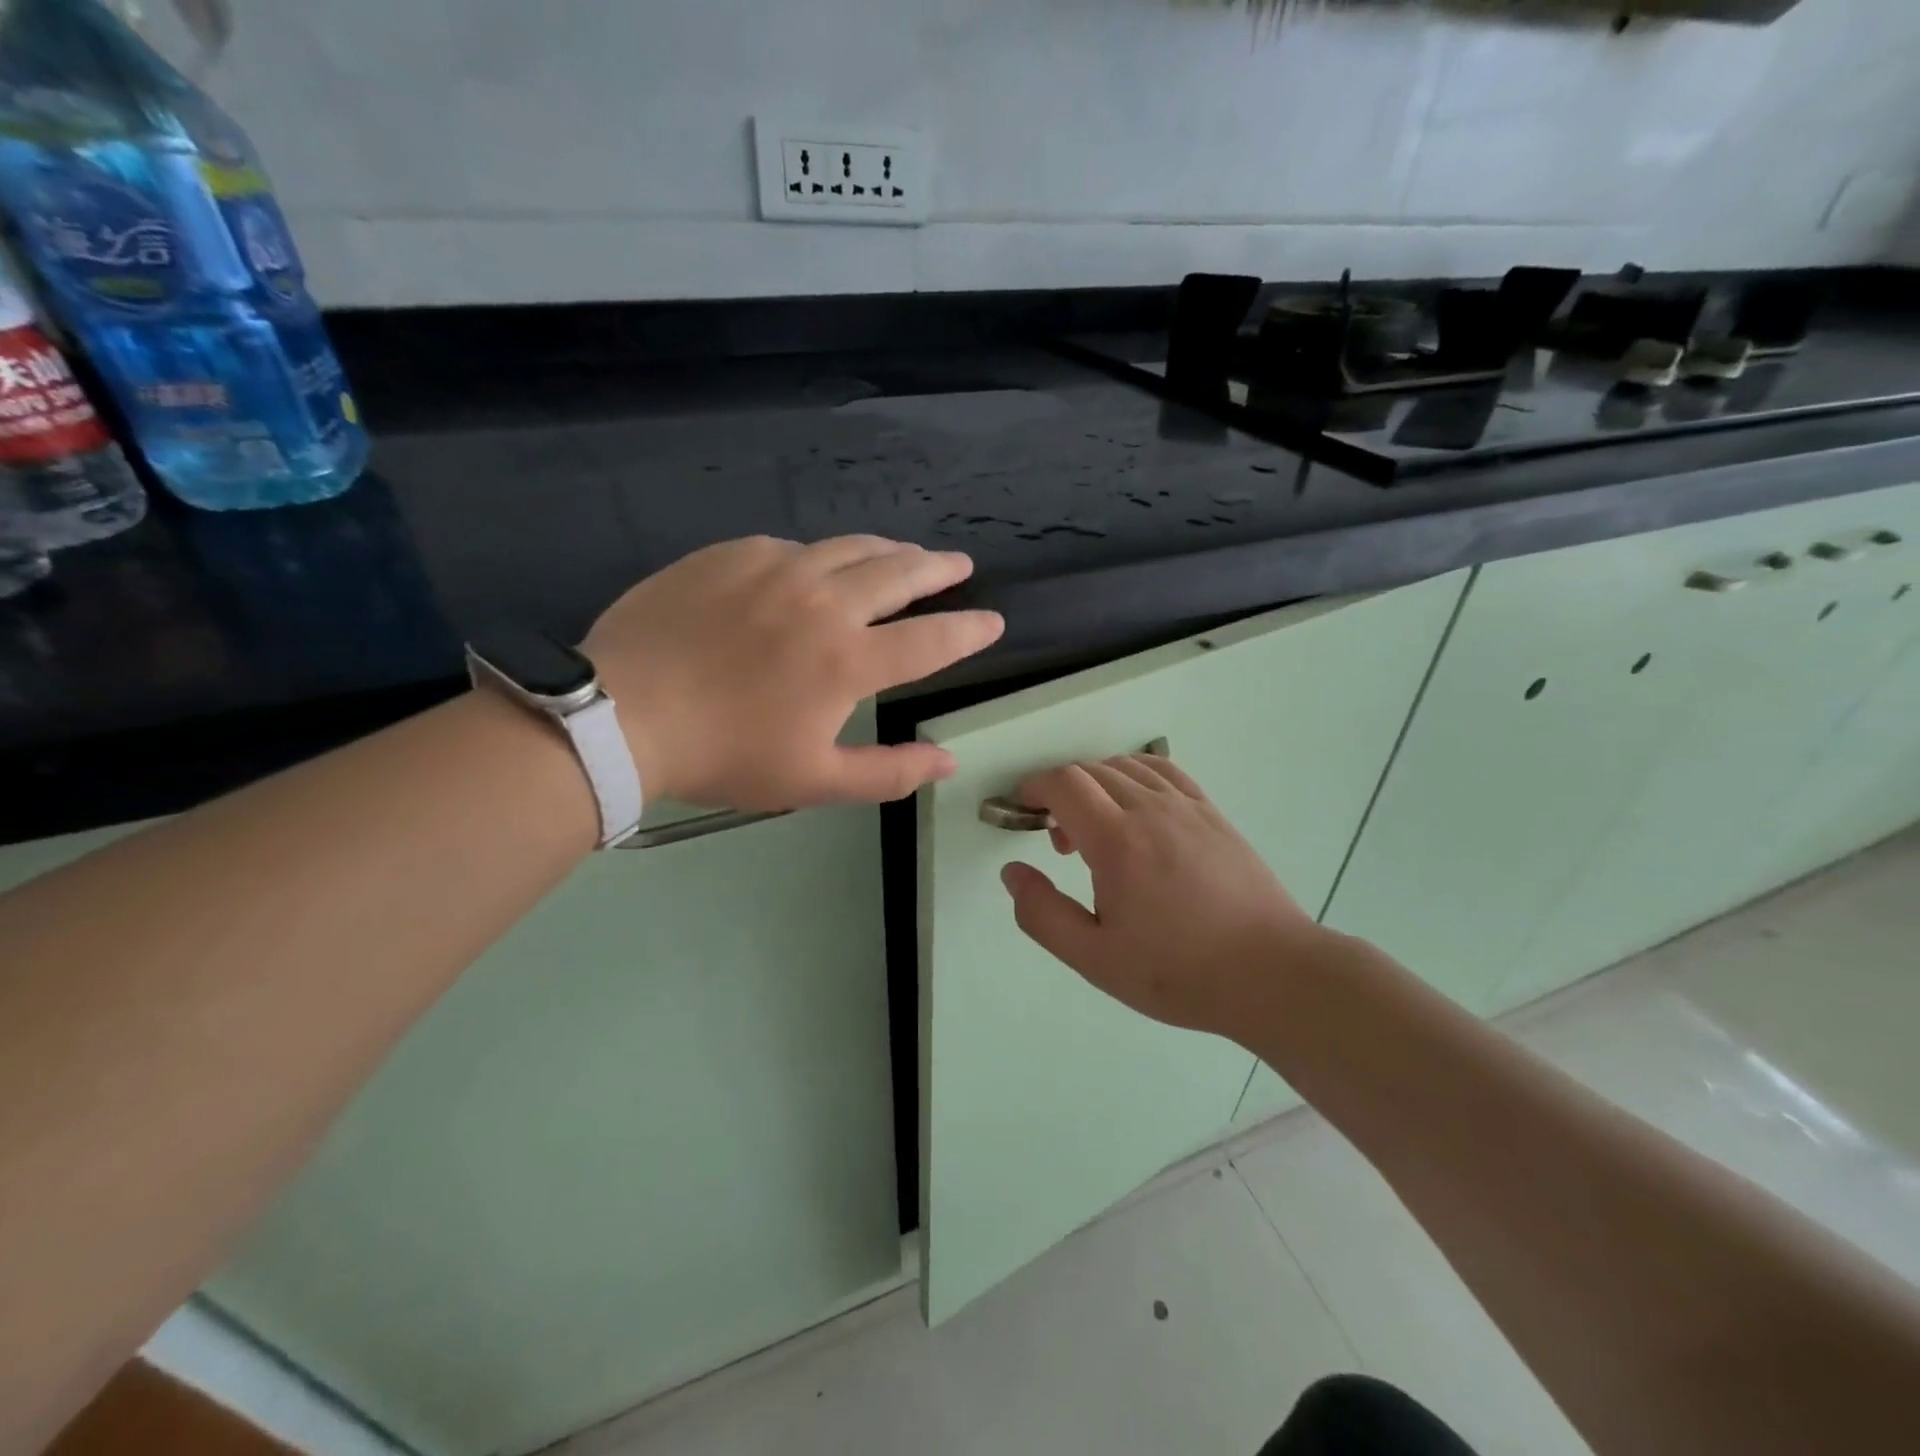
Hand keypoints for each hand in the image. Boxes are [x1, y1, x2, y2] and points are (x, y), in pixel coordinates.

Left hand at [584, 535, 1002, 809]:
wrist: (622, 714)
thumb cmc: (725, 755)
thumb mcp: (813, 781)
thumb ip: (888, 772)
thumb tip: (948, 762)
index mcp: (849, 660)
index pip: (932, 639)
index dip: (969, 631)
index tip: (992, 622)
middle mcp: (824, 602)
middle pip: (900, 572)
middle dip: (938, 569)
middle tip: (958, 565)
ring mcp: (776, 568)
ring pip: (850, 547)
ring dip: (887, 551)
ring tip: (904, 555)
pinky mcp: (733, 554)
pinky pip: (794, 546)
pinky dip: (821, 556)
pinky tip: (817, 566)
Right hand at [999, 754, 1327, 1039]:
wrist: (1271, 973)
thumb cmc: (1178, 972)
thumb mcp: (1095, 958)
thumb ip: (1042, 914)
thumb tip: (1012, 872)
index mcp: (1117, 841)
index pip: (1065, 784)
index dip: (1035, 787)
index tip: (1023, 809)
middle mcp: (1150, 809)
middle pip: (1091, 771)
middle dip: (1061, 792)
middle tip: (1059, 843)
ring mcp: (1186, 806)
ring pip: (1126, 767)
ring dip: (1096, 785)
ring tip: (1097, 831)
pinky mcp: (1212, 813)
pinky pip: (1163, 771)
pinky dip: (1134, 775)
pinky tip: (1136, 806)